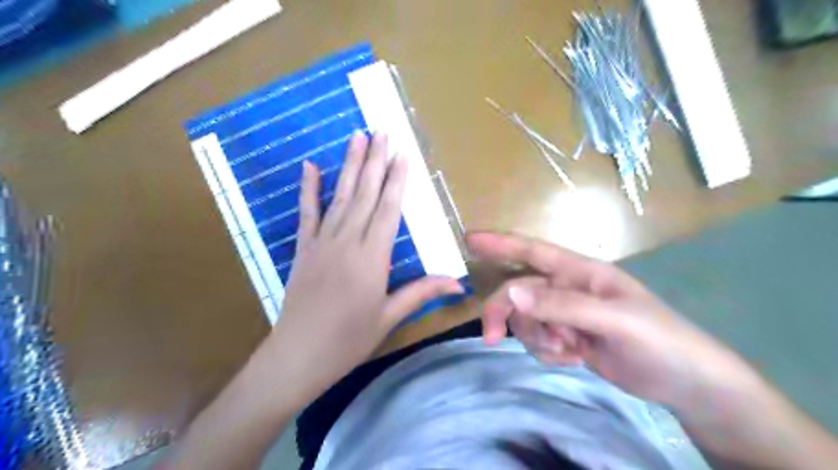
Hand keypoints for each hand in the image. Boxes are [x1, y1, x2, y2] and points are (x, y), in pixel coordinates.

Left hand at [270, 130, 461, 400]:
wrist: (298, 356)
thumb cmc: (348, 340)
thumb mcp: (389, 317)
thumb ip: (422, 292)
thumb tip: (458, 282)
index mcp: (372, 258)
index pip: (388, 210)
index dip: (396, 180)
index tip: (402, 154)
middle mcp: (347, 242)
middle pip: (364, 194)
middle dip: (375, 161)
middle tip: (382, 131)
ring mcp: (321, 242)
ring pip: (340, 196)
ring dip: (350, 165)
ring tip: (357, 136)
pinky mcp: (303, 248)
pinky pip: (306, 213)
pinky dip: (308, 189)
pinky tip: (310, 166)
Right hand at [469, 230, 763, 410]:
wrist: (685, 384)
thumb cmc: (660, 340)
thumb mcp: (614, 320)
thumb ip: (562, 305)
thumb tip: (511, 293)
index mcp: (580, 272)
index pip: (533, 251)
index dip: (500, 244)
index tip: (469, 240)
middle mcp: (568, 289)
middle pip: (519, 292)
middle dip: (506, 312)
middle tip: (491, 337)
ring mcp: (567, 315)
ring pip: (526, 319)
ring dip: (536, 338)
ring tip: (568, 350)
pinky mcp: (568, 338)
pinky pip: (539, 341)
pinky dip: (548, 353)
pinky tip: (574, 359)